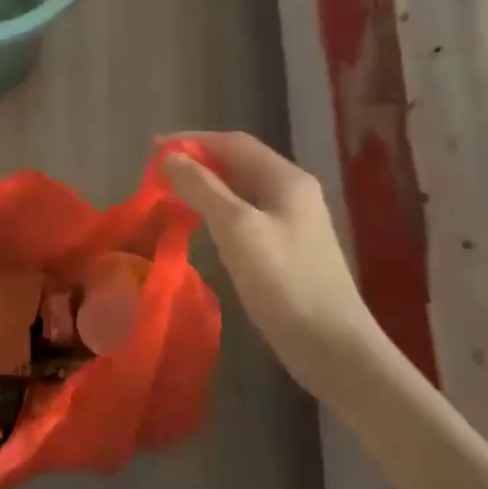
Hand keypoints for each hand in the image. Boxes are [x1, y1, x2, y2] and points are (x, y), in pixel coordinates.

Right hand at [161, 132, 382, 385]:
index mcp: (286, 179)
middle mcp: (293, 192)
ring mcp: (294, 222)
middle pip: (239, 163)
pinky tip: (201, 226)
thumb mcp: (237, 229)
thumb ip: (202, 188)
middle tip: (158, 173)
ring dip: (206, 186)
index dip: (192, 140)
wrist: (334, 348)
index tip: (154, 150)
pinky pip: (246, 215)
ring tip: (172, 194)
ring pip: (242, 190)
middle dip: (198, 162)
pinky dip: (218, 211)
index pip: (234, 142)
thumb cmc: (284, 282)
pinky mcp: (288, 249)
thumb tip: (169, 158)